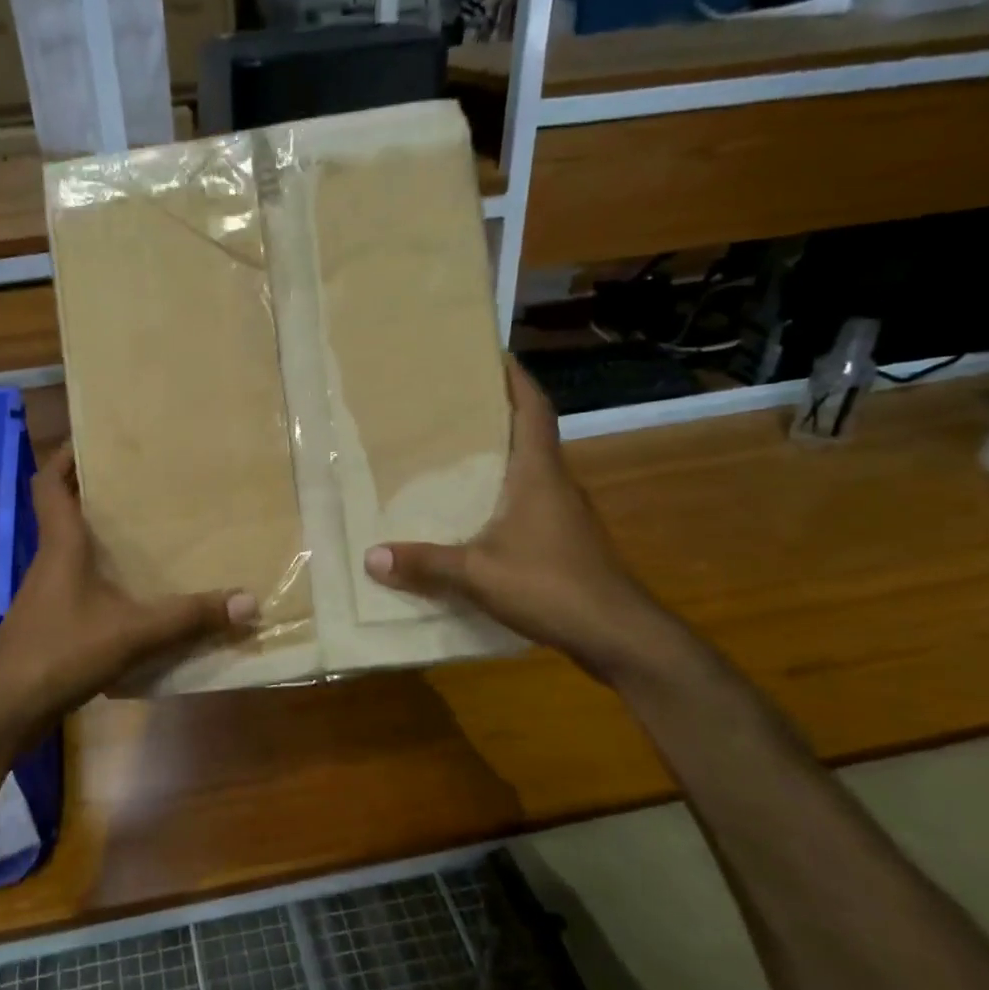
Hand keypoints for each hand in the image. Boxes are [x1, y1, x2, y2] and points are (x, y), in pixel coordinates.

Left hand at [0, 444, 255, 736]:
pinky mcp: (51, 627)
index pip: (49, 484)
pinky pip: (81, 591)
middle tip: (142, 483)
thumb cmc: (60, 651)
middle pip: (66, 514)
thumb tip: (248, 601)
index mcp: (61, 546)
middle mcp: (51, 563)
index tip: (93, 438)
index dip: (64, 457)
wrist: (4, 710)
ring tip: (149, 534)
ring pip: (75, 554)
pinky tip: (136, 599)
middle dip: (96, 495)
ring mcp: (48, 597)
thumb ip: (188, 617)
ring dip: (103, 542)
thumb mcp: (132, 632)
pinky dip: (105, 585)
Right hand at [364, 357, 672, 679]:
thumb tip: (371, 557)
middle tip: (451, 405)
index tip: (492, 355)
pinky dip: (503, 495)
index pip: (533, 410)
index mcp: (539, 474)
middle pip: (529, 435)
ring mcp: (565, 514)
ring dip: (500, 457)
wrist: (617, 634)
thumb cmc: (551, 586)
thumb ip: (425, 564)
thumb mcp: (477, 574)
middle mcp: (556, 484)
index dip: (516, 380)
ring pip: (529, 471)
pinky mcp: (566, 542)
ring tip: (453, 455)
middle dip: (496, 414)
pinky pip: (529, 503)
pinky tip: (475, 514)